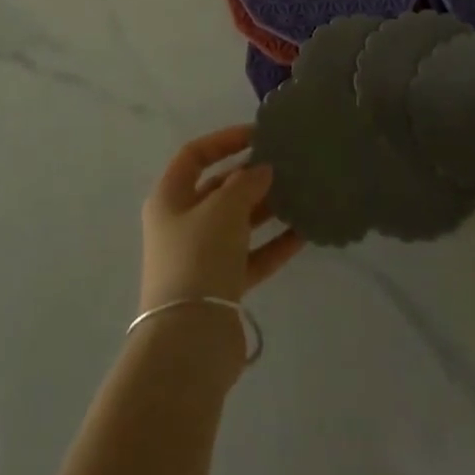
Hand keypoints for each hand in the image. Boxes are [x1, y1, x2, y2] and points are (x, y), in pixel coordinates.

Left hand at [139, 126, 303, 312]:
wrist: (190, 339)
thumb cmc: (199, 257)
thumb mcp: (223, 208)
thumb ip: (246, 183)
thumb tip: (262, 170)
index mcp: (169, 198)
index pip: (194, 155)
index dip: (224, 140)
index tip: (258, 136)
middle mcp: (181, 224)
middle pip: (218, 189)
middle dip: (250, 176)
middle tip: (286, 165)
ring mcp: (201, 256)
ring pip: (238, 222)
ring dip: (266, 208)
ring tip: (301, 192)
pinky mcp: (222, 286)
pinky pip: (252, 255)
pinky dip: (275, 243)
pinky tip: (305, 231)